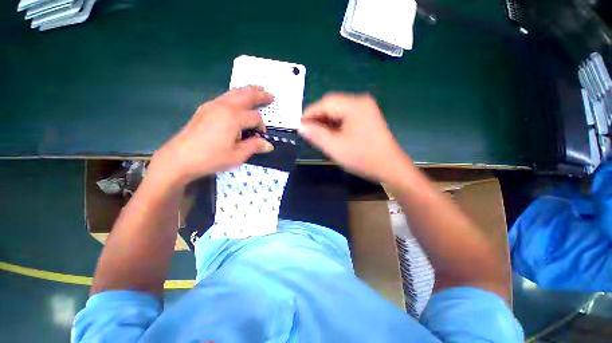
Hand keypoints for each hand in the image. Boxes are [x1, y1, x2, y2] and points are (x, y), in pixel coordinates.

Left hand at [150, 86, 274, 186]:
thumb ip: (254, 146)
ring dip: (247, 91)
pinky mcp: (205, 108)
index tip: (262, 136)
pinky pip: (225, 96)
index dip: (261, 126)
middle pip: (246, 96)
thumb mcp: (237, 155)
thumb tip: (269, 145)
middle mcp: (224, 106)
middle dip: (259, 95)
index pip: (254, 117)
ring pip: (234, 92)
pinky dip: (235, 94)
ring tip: (257, 89)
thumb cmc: (211, 158)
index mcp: (233, 118)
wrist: (179, 158)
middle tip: (270, 95)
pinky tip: (238, 99)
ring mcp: (212, 105)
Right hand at [299, 93, 411, 184]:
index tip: (298, 125)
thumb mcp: (335, 148)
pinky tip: (329, 134)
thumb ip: (316, 135)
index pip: (325, 102)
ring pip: (338, 111)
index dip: (310, 113)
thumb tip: (301, 126)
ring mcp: (365, 110)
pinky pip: (345, 117)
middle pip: (332, 105)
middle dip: (318, 118)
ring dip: (326, 122)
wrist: (390, 168)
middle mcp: (361, 102)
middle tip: (307, 131)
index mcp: (354, 105)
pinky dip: (335, 125)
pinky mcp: (367, 118)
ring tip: (316, 134)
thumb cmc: (363, 158)